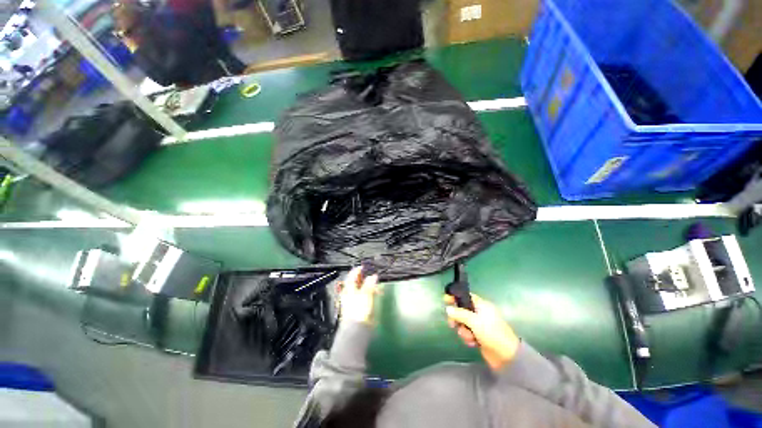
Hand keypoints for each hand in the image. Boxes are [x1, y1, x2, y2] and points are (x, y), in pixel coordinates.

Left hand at [339, 267, 379, 323]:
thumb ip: (369, 284)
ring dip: (368, 286)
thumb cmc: (359, 311)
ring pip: (360, 290)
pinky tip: (375, 296)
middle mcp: (349, 294)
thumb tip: (373, 275)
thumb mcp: (365, 295)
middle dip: (364, 278)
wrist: (355, 332)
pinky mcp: (357, 309)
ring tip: (376, 287)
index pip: (352, 276)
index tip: (365, 267)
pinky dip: (369, 294)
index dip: (358, 270)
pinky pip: (363, 297)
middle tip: (372, 275)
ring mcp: (352, 302)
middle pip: (355, 283)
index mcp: (349, 289)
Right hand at [444, 293, 519, 371]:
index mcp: (482, 305)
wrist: (507, 357)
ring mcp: (480, 325)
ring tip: (469, 337)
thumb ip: (460, 314)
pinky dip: (468, 338)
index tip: (445, 300)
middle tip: (453, 324)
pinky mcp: (479, 336)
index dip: (455, 297)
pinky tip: (473, 343)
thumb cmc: (492, 333)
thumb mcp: (474, 321)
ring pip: (463, 323)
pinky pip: (467, 333)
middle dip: (457, 318)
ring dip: (464, 331)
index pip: (466, 296)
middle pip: (462, 310)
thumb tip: (448, 309)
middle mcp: (480, 313)